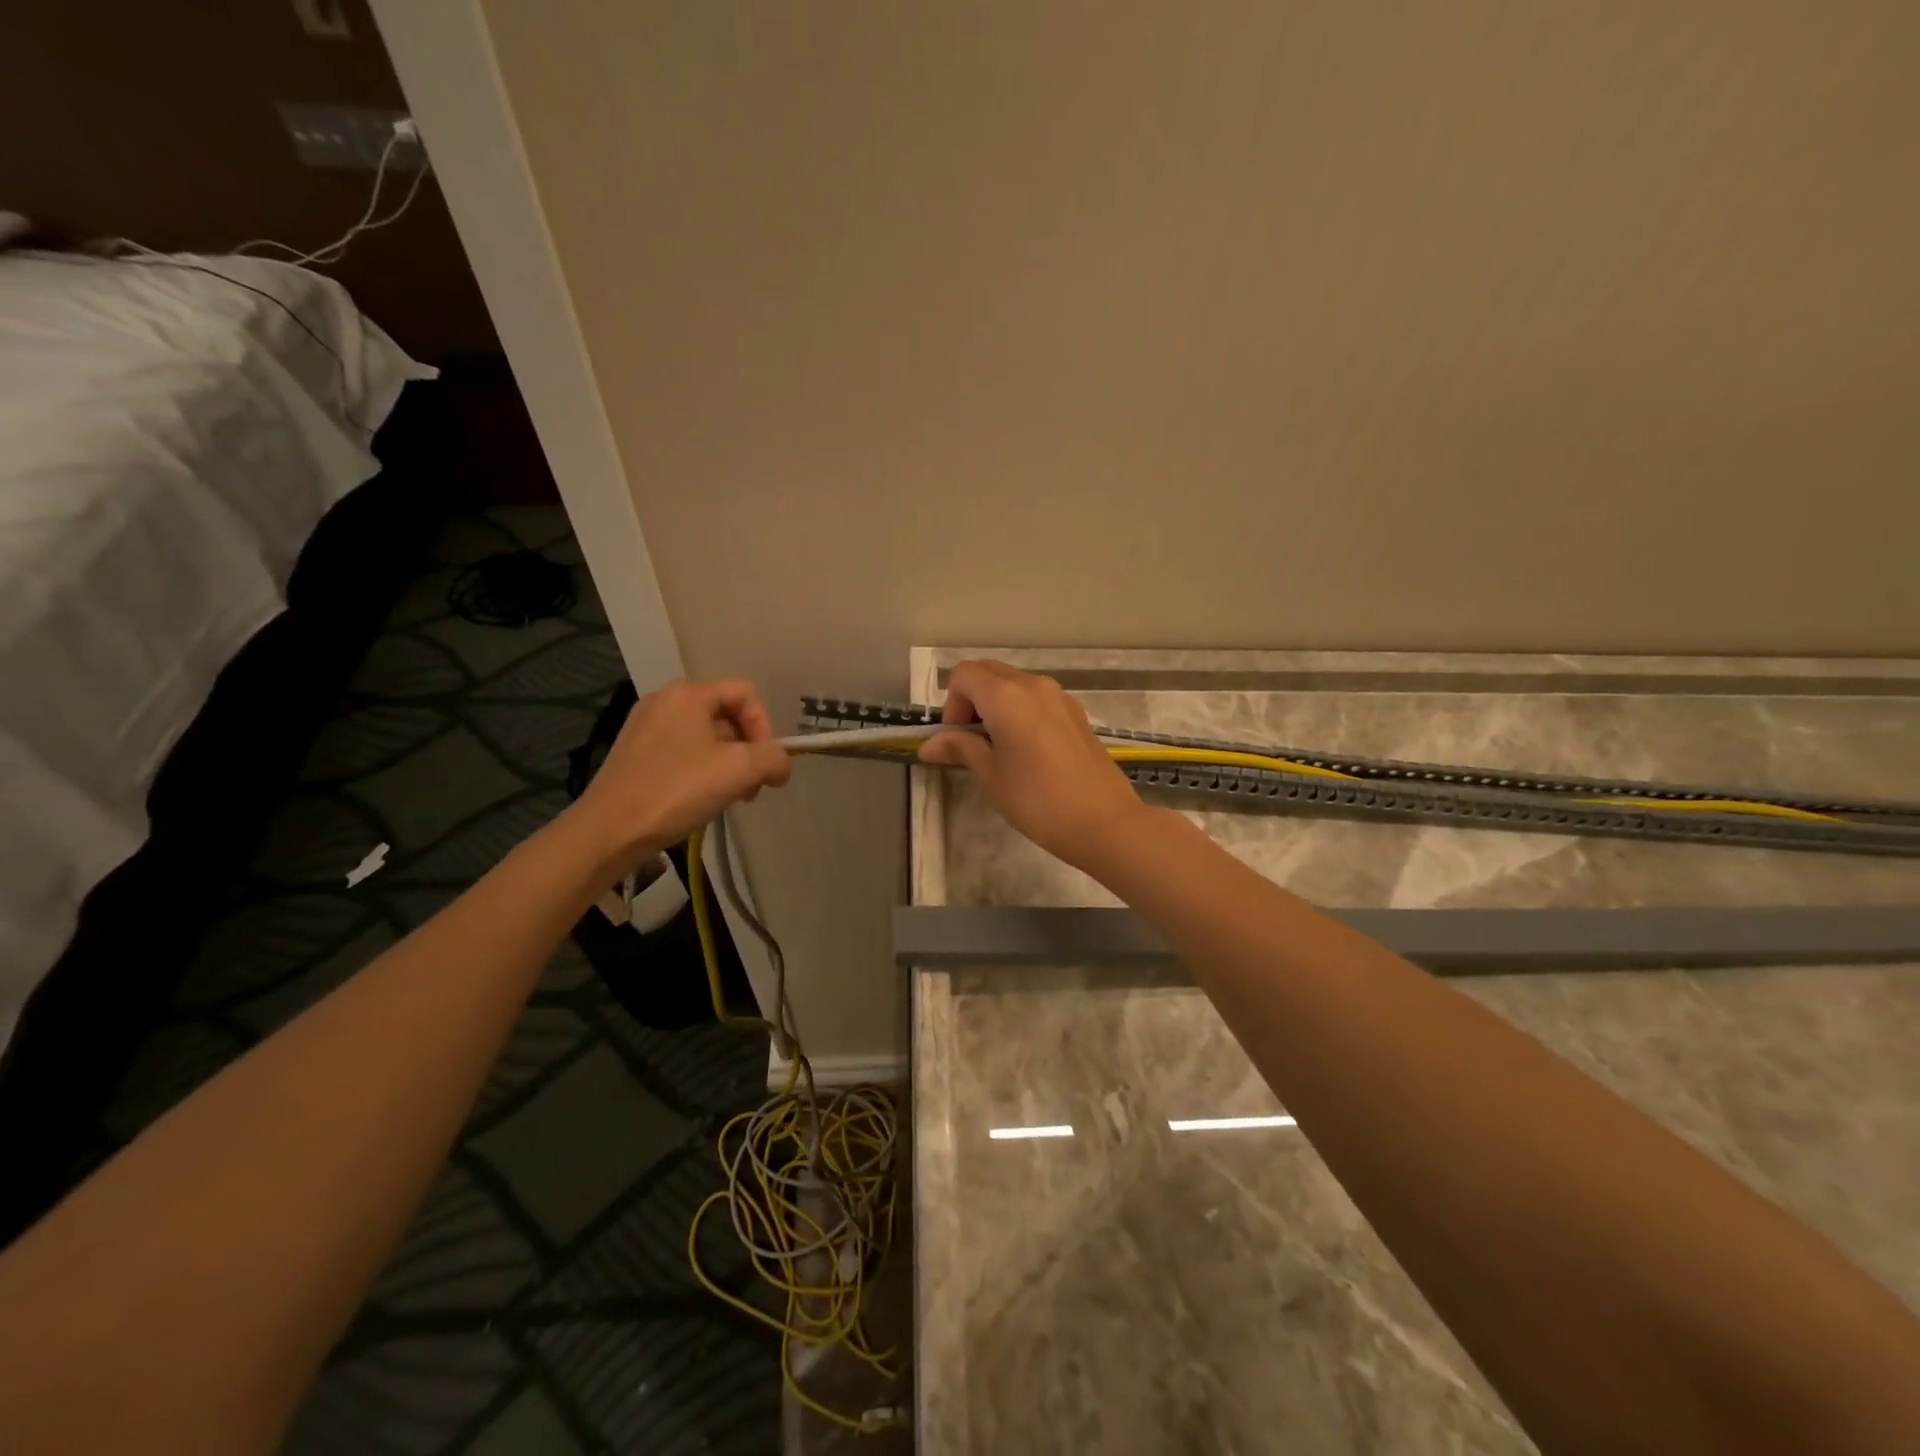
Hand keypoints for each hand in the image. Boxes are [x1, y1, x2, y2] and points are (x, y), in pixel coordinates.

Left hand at [571, 679, 789, 862]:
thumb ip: (773, 759)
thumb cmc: (677, 790)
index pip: (745, 694)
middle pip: (726, 714)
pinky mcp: (634, 753)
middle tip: (750, 787)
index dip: (764, 727)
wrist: (610, 830)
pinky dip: (700, 770)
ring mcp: (645, 727)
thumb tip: (781, 765)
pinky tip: (699, 799)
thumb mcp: (740, 770)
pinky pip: (681, 751)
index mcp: (688, 694)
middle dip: (747, 749)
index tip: (763, 765)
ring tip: (727, 797)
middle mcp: (664, 701)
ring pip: (705, 736)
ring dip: (727, 763)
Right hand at [918, 660, 1146, 866]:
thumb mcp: (990, 775)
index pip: (964, 675)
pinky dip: (1021, 712)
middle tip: (971, 742)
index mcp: (1006, 695)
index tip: (957, 739)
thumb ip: (960, 749)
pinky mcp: (1076, 713)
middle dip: (971, 700)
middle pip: (989, 672)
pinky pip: (1037, 699)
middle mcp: (1033, 684)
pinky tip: (1027, 751)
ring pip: (1015, 684)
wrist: (1103, 821)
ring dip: (996, 705)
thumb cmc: (1036, 800)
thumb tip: (929, 745)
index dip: (951, 704)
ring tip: (999, 748)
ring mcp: (1060, 696)